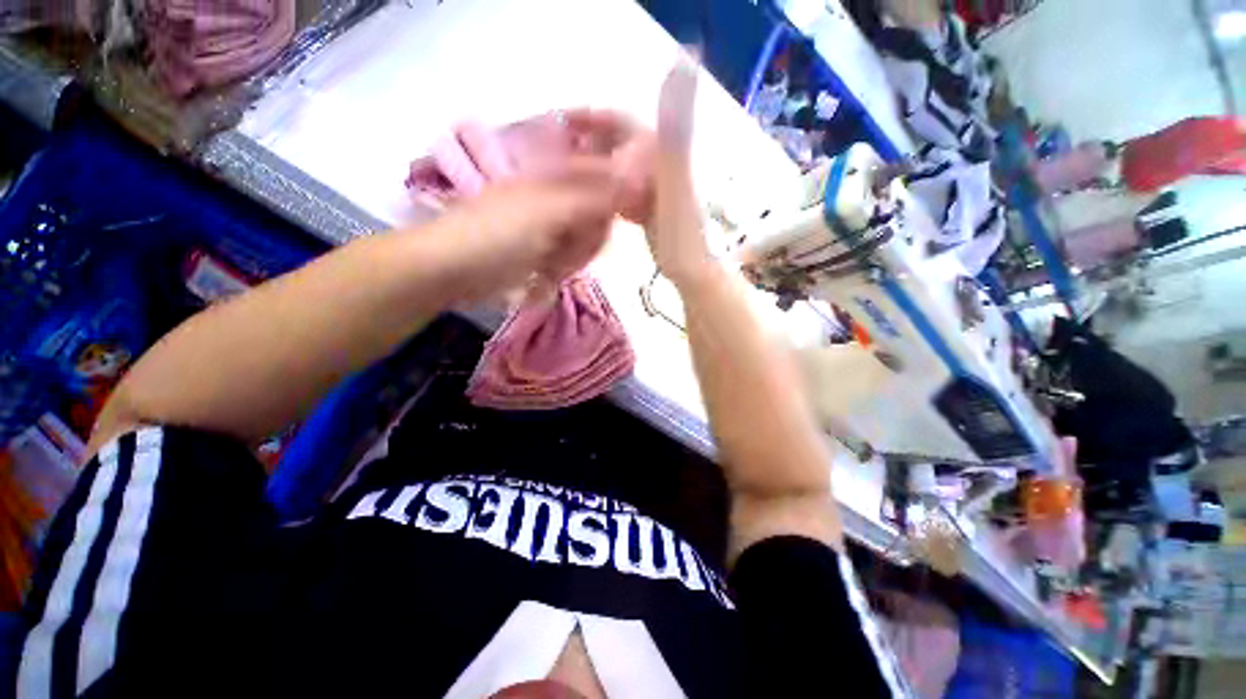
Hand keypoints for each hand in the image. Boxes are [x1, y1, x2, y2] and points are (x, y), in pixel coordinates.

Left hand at [432, 159, 621, 299]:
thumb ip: (597, 198)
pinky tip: (547, 273)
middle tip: (572, 245)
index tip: (615, 219)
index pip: (608, 176)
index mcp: (558, 173)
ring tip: (552, 262)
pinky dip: (565, 267)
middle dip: (591, 236)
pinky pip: (574, 256)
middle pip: (601, 213)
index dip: (616, 197)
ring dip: (576, 256)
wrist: (453, 270)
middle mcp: (558, 194)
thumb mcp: (551, 213)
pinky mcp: (546, 248)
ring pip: (589, 239)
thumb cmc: (498, 234)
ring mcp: (551, 223)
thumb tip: (640, 178)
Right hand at [566, 56, 713, 286]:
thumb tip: (684, 68)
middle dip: (591, 139)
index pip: (627, 124)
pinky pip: (623, 191)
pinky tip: (592, 197)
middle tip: (559, 149)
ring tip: (568, 170)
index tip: (564, 120)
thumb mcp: (674, 183)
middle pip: (622, 143)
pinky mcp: (650, 210)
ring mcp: (655, 190)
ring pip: (621, 166)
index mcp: (664, 156)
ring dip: (596, 163)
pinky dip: (606, 188)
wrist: (691, 269)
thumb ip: (673, 134)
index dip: (596, 117)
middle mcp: (660, 167)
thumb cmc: (679, 234)